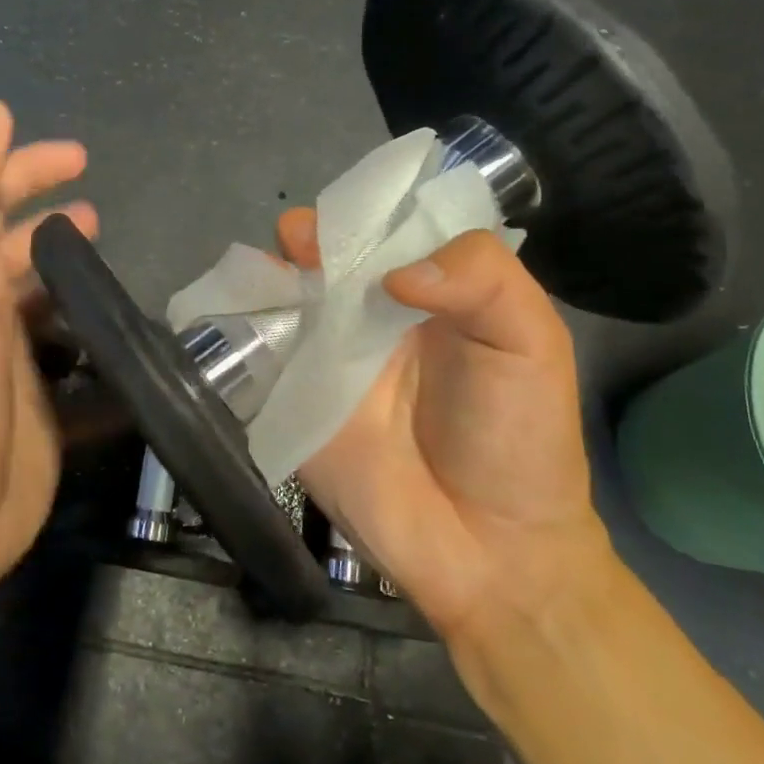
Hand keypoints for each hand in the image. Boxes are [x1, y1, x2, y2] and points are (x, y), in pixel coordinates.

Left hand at [0, 102, 95, 601]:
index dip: (27, 167)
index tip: (82, 156)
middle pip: (18, 249)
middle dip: (53, 221)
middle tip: (101, 210)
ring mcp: (11, 365)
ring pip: (47, 304)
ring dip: (76, 279)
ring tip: (118, 268)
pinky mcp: (42, 412)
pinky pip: (75, 364)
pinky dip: (97, 346)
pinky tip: (133, 342)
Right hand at [277, 210, 610, 637]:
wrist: (486, 550)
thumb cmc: (518, 437)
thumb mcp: (530, 341)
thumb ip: (481, 279)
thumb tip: (392, 273)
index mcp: (429, 290)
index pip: (386, 230)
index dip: (362, 213)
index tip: (344, 219)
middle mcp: (370, 313)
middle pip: (327, 257)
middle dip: (307, 238)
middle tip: (299, 243)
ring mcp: (326, 356)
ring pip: (286, 296)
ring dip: (267, 275)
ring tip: (265, 274)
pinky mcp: (292, 398)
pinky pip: (259, 353)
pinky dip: (240, 327)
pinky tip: (233, 312)